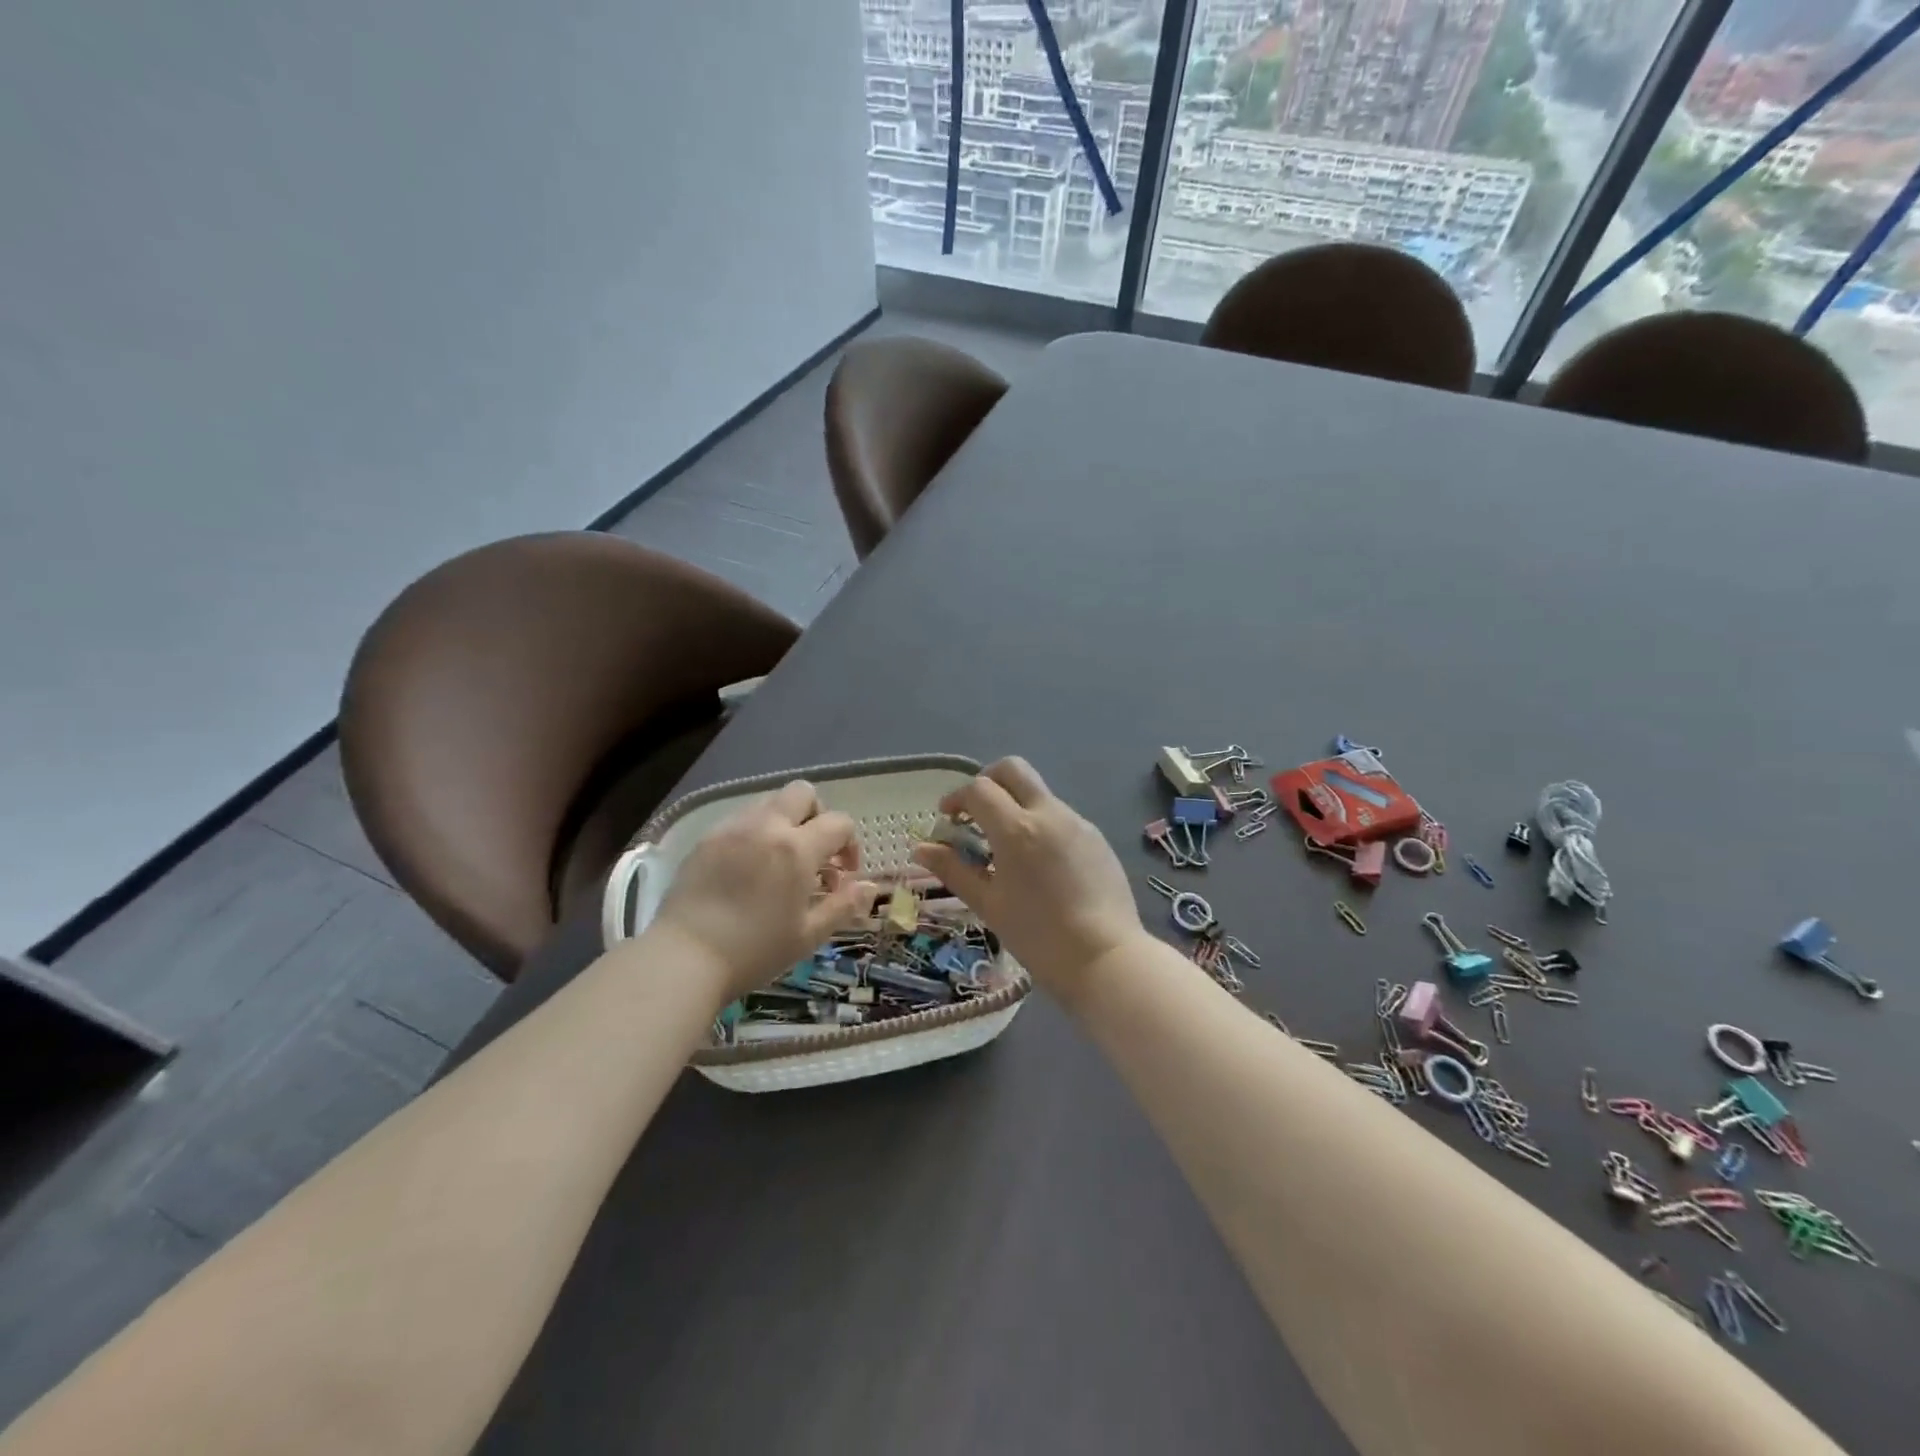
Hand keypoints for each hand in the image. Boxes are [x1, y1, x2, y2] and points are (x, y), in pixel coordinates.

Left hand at [649, 781, 877, 1001]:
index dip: (850, 845)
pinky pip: (741, 819)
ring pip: (769, 801)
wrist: (684, 958)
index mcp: (797, 849)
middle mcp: (766, 827)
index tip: (842, 875)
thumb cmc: (754, 951)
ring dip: (785, 821)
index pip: (839, 823)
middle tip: (813, 853)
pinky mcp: (706, 839)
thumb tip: (870, 887)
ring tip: (779, 861)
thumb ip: (843, 906)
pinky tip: (748, 868)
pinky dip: (755, 832)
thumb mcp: (808, 935)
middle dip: (817, 815)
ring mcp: (732, 829)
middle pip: (803, 793)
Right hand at [912, 758, 1145, 991]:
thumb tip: (921, 848)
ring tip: (1006, 848)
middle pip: (1013, 769)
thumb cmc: (1038, 936)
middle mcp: (1049, 814)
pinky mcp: (1096, 837)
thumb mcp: (988, 904)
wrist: (1106, 958)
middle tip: (976, 812)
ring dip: (1015, 805)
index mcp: (1017, 829)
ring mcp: (1077, 822)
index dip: (957, 797)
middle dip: (988, 780)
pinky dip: (1040, 824)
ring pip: (1038, 793)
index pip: (979, 789)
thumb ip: (953, 870)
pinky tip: (1039, 864)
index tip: (948, 818)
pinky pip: (1061, 816)